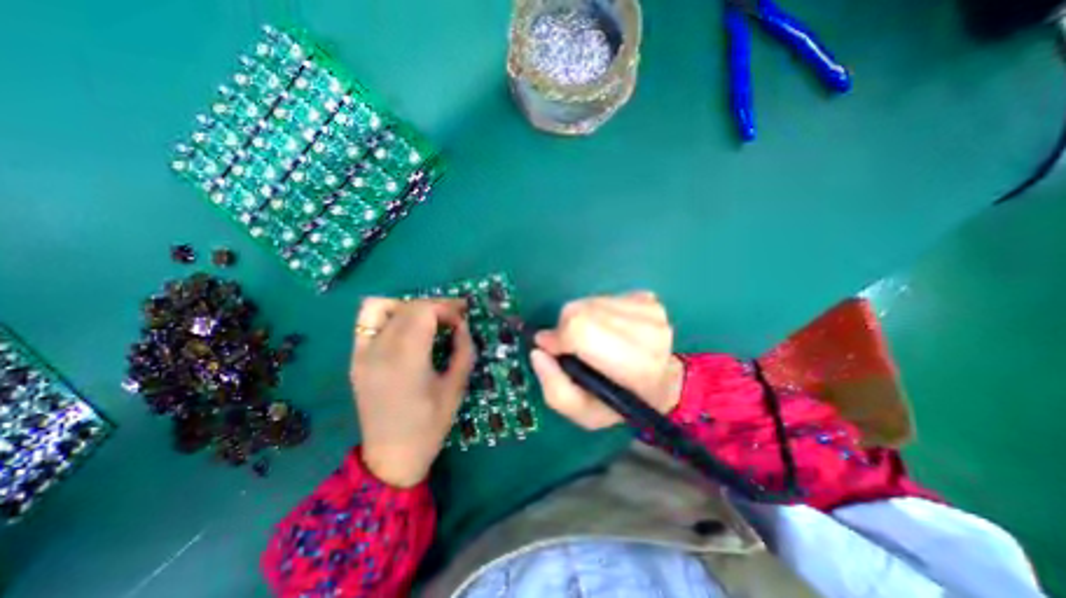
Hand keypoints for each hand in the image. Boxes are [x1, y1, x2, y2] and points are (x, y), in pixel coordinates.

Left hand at [351, 298, 473, 488]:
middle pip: (408, 307)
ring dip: (411, 306)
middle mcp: (378, 350)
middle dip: (436, 306)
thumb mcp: (456, 387)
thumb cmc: (430, 425)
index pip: (424, 311)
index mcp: (405, 360)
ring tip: (429, 319)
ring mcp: (362, 353)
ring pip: (384, 306)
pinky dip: (389, 313)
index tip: (462, 320)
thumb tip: (462, 325)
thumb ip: (463, 350)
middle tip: (455, 317)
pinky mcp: (356, 358)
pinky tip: (405, 325)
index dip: (447, 309)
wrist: (391, 457)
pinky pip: (367, 320)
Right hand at [531, 292, 681, 429]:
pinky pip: (601, 297)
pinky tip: (606, 330)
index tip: (550, 348)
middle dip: (565, 328)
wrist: (663, 382)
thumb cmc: (622, 402)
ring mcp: (650, 310)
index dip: (558, 337)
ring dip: (579, 320)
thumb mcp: (584, 414)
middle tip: (571, 348)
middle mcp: (648, 332)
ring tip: (591, 341)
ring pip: (587, 302)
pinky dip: (593, 312)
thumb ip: (555, 389)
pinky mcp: (646, 298)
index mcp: (636, 366)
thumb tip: (538, 351)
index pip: (582, 331)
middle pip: (580, 312)